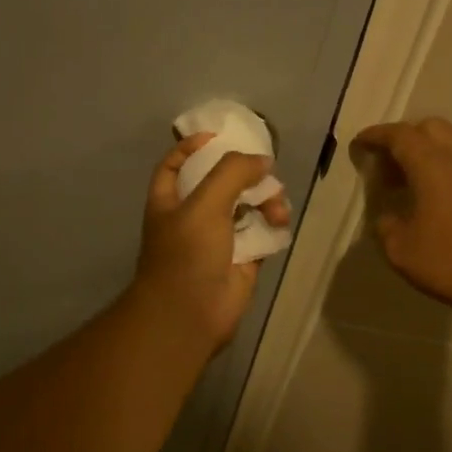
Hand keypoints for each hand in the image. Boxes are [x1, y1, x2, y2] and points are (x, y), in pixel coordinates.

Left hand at [132, 133, 292, 349]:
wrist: (191, 314)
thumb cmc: (187, 254)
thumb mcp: (204, 203)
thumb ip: (232, 173)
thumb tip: (263, 162)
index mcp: (170, 200)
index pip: (177, 163)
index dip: (193, 146)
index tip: (219, 137)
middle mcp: (193, 216)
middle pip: (222, 182)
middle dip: (246, 175)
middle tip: (267, 175)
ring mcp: (218, 239)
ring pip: (247, 207)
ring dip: (266, 201)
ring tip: (277, 210)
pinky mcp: (242, 259)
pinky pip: (261, 232)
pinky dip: (273, 225)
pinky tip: (281, 224)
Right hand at [351, 117, 451, 323]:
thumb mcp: (402, 252)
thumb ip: (387, 228)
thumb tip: (389, 217)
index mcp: (432, 164)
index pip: (399, 136)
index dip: (376, 136)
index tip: (360, 143)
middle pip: (430, 128)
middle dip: (404, 138)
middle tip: (387, 165)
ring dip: (430, 150)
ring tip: (414, 179)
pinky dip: (448, 166)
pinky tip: (441, 196)